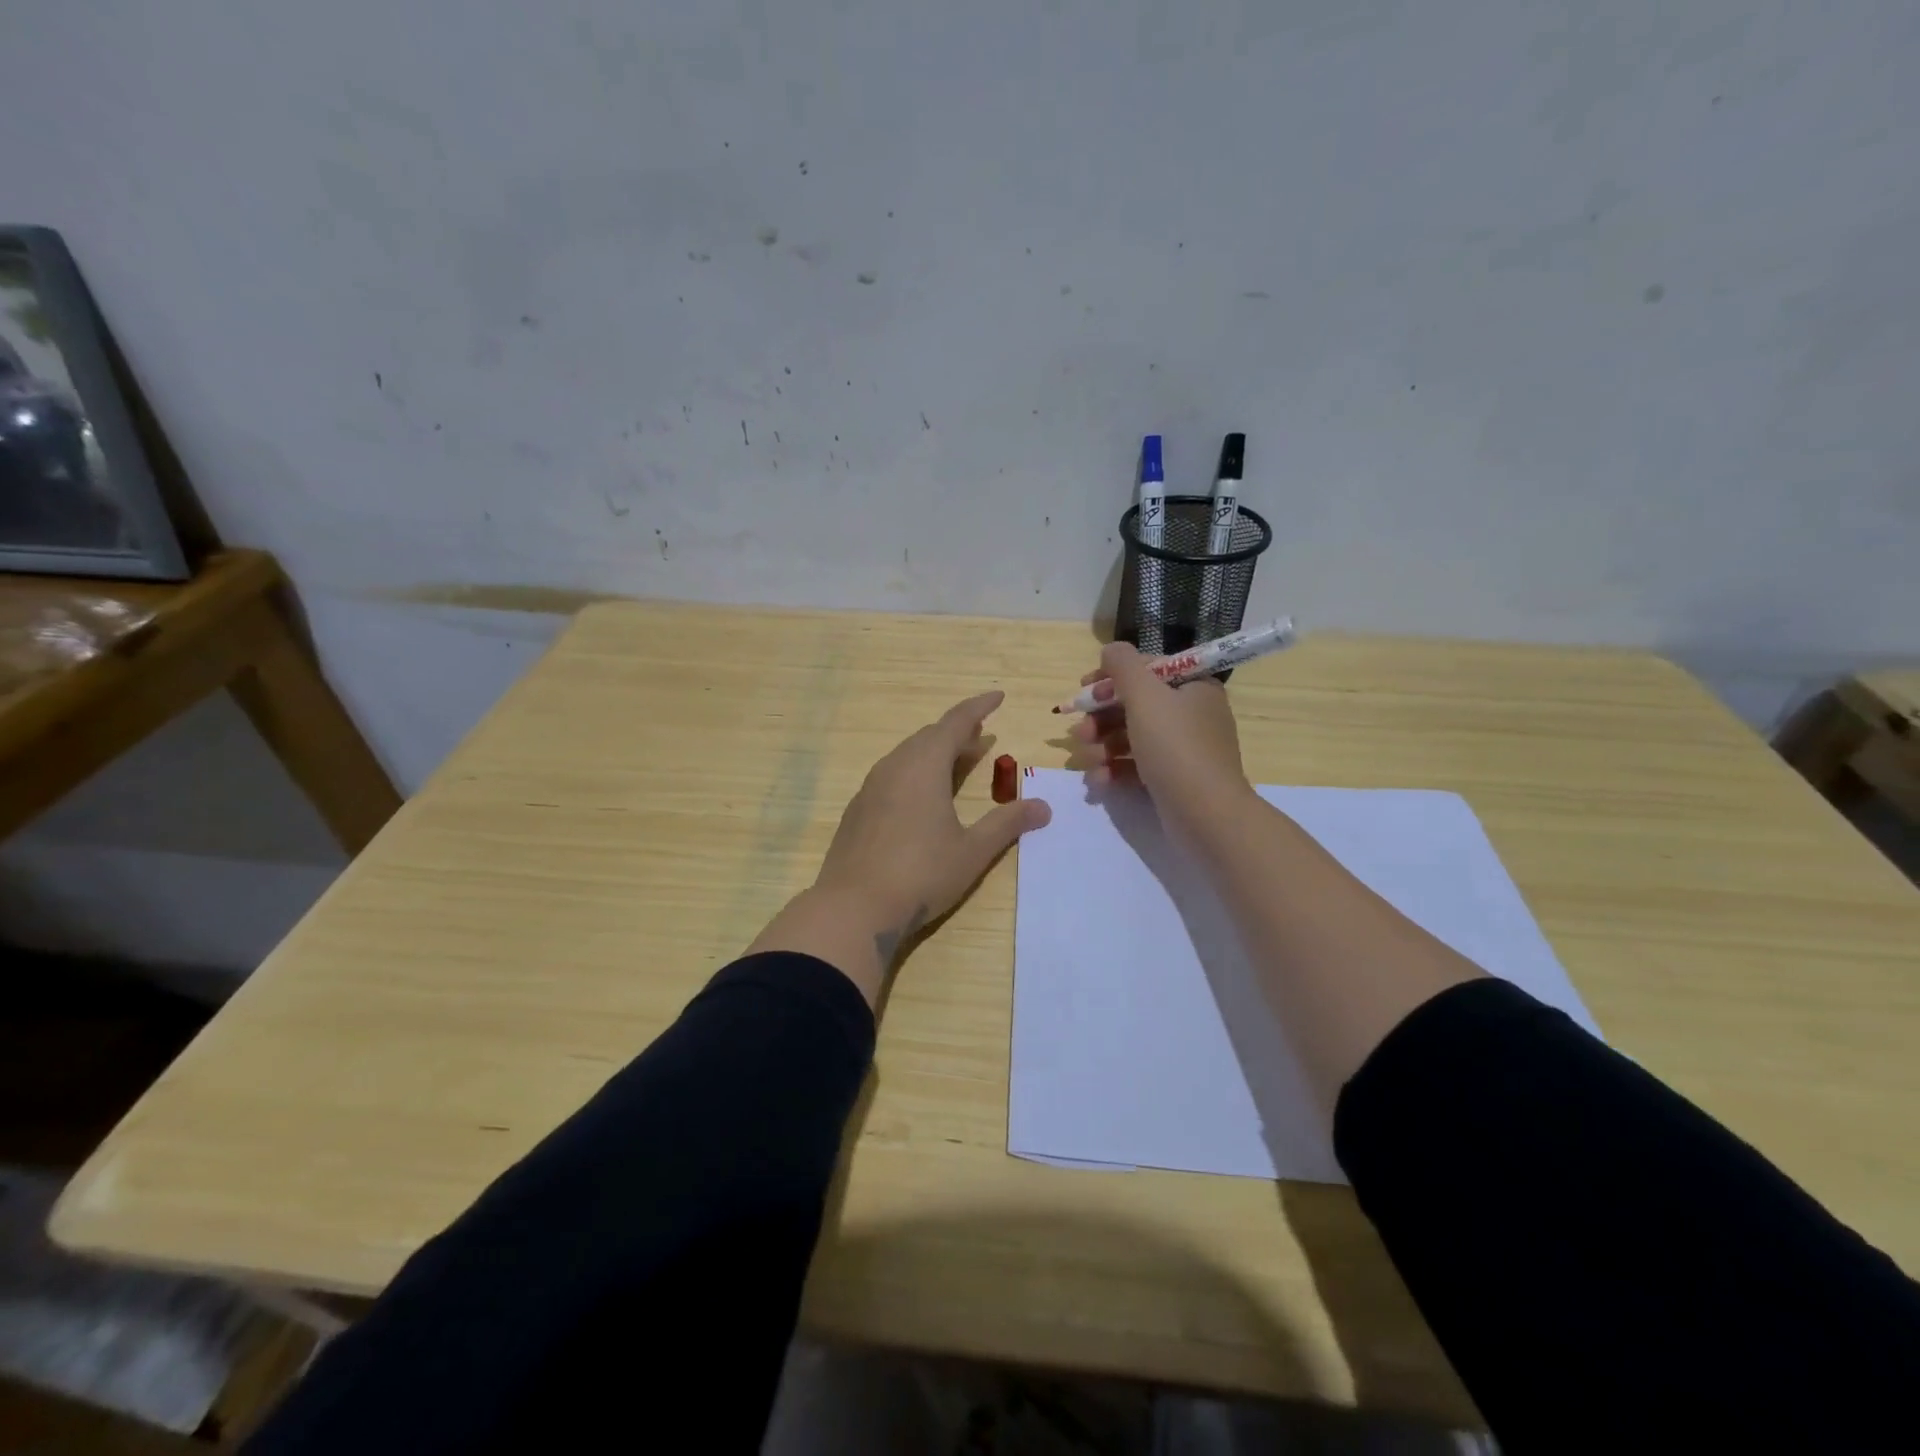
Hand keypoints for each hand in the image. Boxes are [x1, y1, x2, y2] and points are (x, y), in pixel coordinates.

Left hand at [815, 690, 1050, 941]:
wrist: (853, 908)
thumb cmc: (921, 874)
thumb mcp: (972, 850)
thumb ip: (1007, 824)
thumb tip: (1043, 806)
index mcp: (923, 766)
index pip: (955, 722)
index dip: (978, 707)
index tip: (998, 696)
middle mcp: (894, 767)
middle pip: (929, 737)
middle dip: (957, 732)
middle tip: (981, 735)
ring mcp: (871, 788)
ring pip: (907, 756)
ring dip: (935, 753)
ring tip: (957, 762)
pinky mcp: (858, 810)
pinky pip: (892, 776)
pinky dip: (915, 772)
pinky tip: (922, 797)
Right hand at [1068, 642, 1254, 837]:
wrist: (1206, 815)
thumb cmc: (1175, 747)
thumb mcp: (1146, 695)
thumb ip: (1123, 665)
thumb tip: (1111, 650)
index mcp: (1193, 687)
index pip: (1146, 670)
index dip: (1111, 678)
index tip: (1083, 690)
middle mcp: (1192, 714)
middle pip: (1134, 705)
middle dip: (1100, 719)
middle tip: (1080, 733)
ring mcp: (1184, 749)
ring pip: (1131, 737)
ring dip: (1102, 746)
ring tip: (1087, 761)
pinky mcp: (1174, 780)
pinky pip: (1137, 766)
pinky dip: (1115, 770)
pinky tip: (1099, 781)